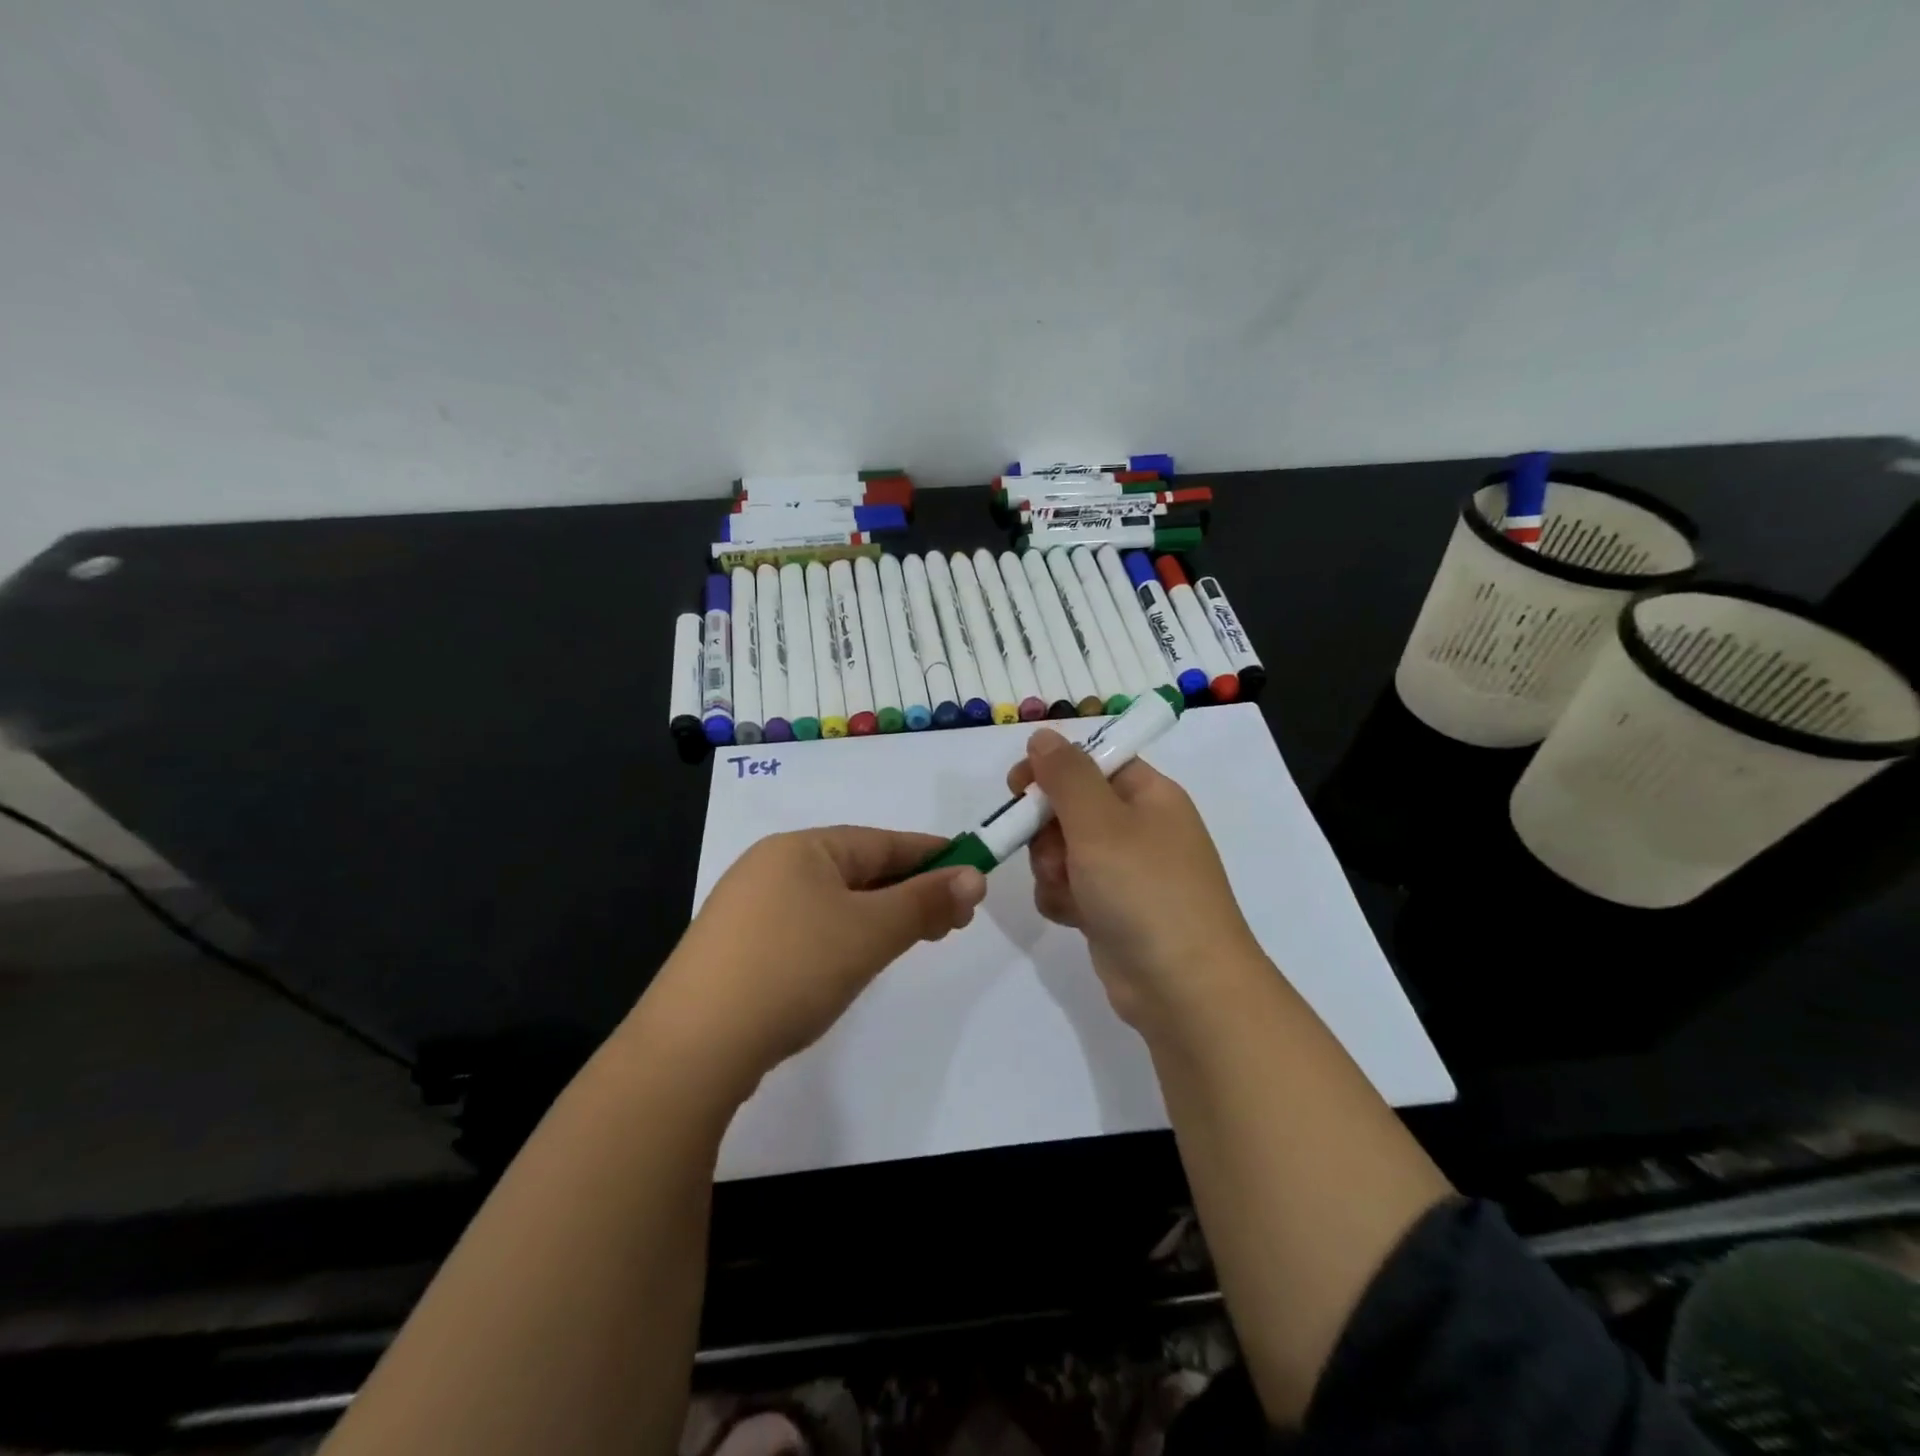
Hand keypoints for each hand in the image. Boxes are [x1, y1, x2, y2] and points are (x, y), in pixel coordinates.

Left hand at [634, 828, 986, 1101]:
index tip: (973, 873)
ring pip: (833, 902)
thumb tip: (975, 876)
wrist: (692, 1048)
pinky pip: (807, 928)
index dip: (932, 857)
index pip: (883, 842)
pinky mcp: (737, 950)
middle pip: (858, 870)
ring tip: (913, 940)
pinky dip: (843, 937)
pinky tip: (854, 962)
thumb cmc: (792, 969)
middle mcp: (771, 866)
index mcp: (801, 847)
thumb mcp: (870, 932)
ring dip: (879, 917)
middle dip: (909, 892)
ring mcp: (748, 909)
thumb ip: (925, 902)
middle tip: (953, 921)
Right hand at [1009, 728, 1258, 1028]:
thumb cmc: (1145, 890)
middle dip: (1048, 830)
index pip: (1093, 762)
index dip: (1053, 769)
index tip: (1018, 786)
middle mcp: (1139, 828)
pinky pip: (1069, 887)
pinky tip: (1072, 917)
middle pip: (1070, 807)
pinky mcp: (1111, 909)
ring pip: (1062, 850)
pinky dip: (1062, 899)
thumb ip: (1066, 775)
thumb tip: (1044, 736)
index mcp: (1149, 796)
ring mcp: (1126, 872)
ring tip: (1068, 891)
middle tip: (1053, 853)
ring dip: (1051, 869)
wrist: (1184, 988)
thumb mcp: (1101, 823)